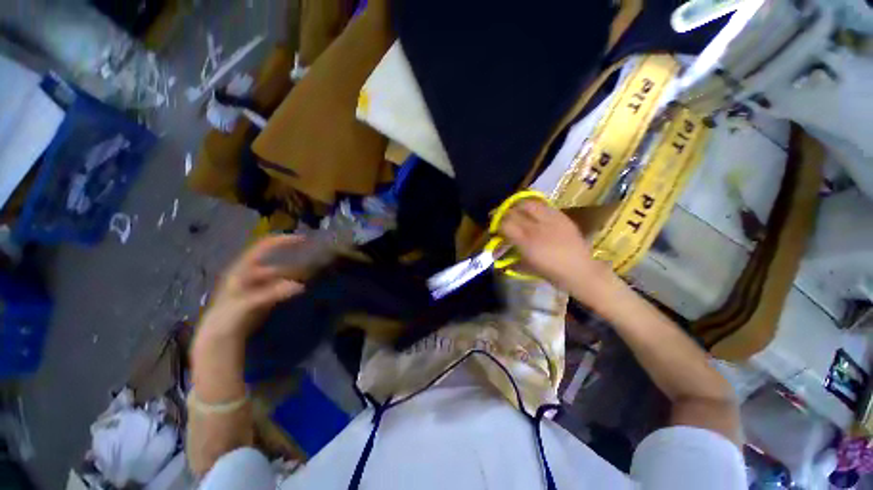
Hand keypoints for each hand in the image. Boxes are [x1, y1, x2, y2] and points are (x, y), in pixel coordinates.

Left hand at [198, 235, 304, 340]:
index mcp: (243, 268)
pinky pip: (282, 287)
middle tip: (313, 268)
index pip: (264, 247)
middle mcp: (251, 273)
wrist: (220, 338)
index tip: (304, 240)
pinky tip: (301, 290)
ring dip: (294, 277)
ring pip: (281, 277)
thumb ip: (273, 293)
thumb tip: (300, 286)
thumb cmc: (229, 317)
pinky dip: (291, 287)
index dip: (283, 241)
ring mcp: (258, 286)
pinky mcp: (264, 297)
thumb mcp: (248, 303)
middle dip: (294, 265)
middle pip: (277, 264)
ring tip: (310, 279)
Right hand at [500, 199, 609, 290]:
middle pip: (514, 212)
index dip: (498, 224)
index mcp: (526, 243)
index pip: (505, 224)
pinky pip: (544, 206)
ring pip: (529, 204)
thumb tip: (499, 250)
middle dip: (505, 213)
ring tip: (517, 210)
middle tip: (504, 217)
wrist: (581, 271)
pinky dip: (535, 207)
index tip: (496, 228)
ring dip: (519, 206)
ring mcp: (551, 220)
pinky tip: (534, 211)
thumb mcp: (528, 266)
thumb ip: (512, 255)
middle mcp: (536, 228)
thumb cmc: (552, 274)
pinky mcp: (562, 217)